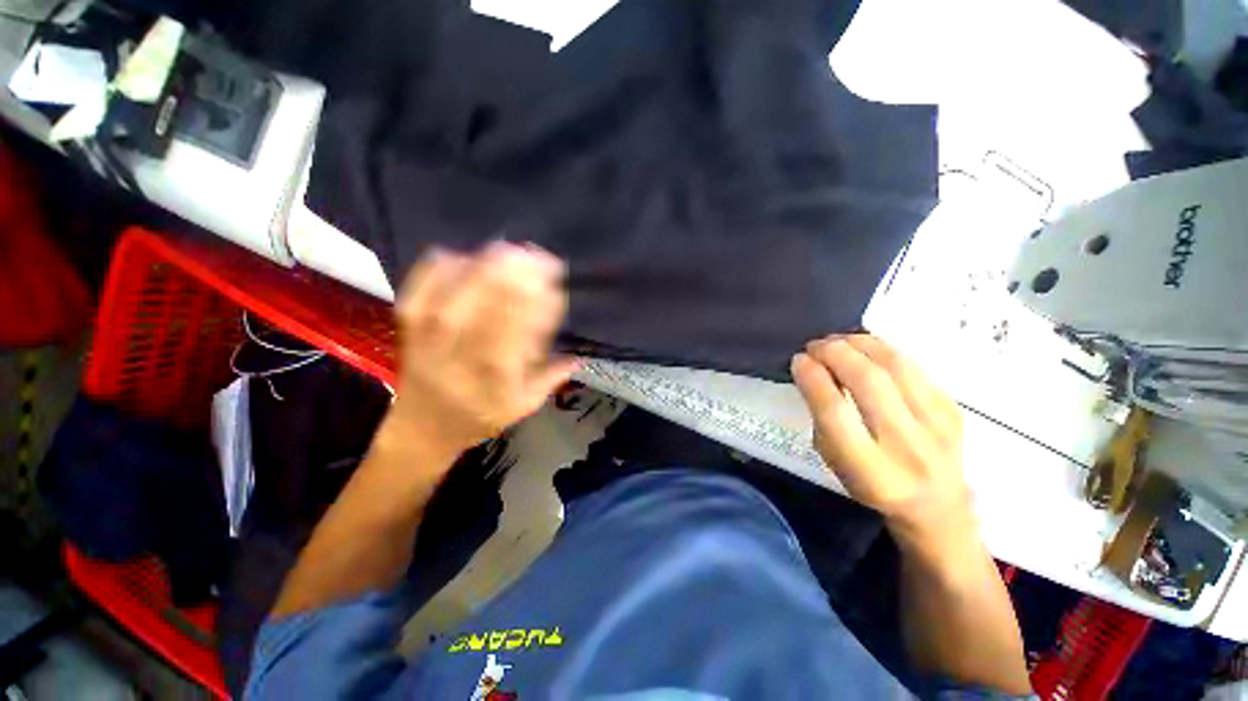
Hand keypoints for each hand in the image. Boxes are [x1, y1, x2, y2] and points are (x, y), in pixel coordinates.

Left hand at [382, 241, 579, 461]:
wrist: (420, 427)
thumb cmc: (479, 416)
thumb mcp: (523, 406)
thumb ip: (551, 378)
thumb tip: (579, 353)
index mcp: (489, 377)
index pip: (513, 334)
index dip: (534, 307)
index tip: (555, 288)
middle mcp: (456, 352)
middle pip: (481, 306)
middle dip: (512, 277)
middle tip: (538, 257)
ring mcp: (426, 333)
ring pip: (452, 291)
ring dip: (483, 265)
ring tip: (509, 249)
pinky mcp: (407, 321)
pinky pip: (420, 285)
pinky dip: (441, 266)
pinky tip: (464, 255)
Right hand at [791, 334, 970, 543]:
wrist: (937, 505)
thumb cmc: (871, 484)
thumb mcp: (834, 461)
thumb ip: (823, 417)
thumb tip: (813, 370)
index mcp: (870, 469)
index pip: (835, 411)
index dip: (813, 378)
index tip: (798, 360)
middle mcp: (907, 446)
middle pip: (869, 382)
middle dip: (835, 353)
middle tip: (815, 345)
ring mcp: (938, 425)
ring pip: (895, 366)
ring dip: (859, 344)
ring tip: (837, 340)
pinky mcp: (953, 408)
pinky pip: (913, 366)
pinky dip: (882, 349)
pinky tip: (864, 347)